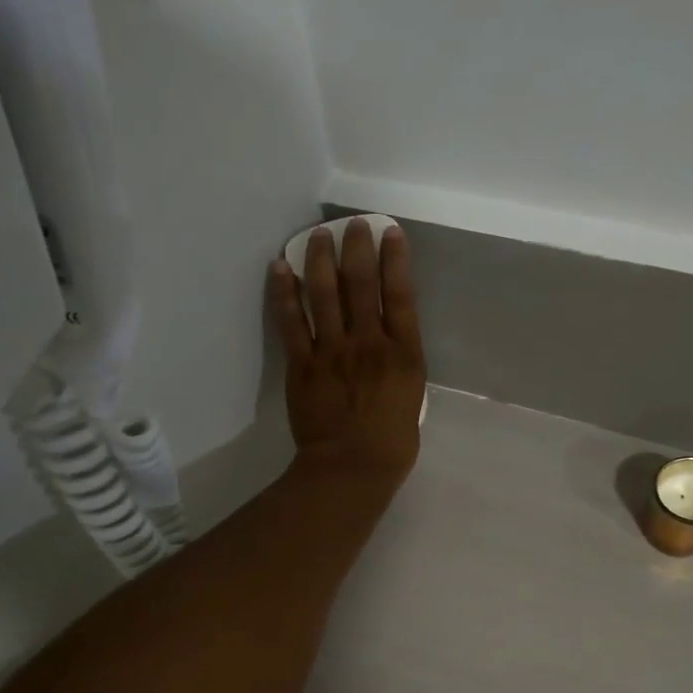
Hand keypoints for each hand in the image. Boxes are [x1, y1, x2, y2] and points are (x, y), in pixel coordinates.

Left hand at [268, 219, 426, 482]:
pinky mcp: (303, 364)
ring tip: (318, 235)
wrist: (351, 469)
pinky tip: (280, 268)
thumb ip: (399, 367)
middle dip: (358, 247)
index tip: (390, 232)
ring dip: (321, 259)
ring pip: (325, 293)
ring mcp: (333, 351)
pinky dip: (284, 292)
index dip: (395, 259)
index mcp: (404, 353)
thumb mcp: (411, 400)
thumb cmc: (391, 444)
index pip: (400, 295)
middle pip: (362, 284)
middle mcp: (369, 342)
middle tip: (353, 224)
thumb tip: (384, 346)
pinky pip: (291, 321)